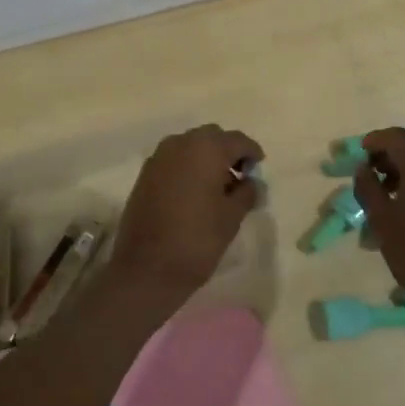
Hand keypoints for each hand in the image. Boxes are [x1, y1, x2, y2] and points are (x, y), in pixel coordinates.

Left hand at [111, 124, 263, 307]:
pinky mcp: (145, 173)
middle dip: (228, 152)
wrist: (146, 267)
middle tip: (239, 178)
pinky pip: (174, 160)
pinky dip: (188, 167)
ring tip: (217, 188)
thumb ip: (246, 192)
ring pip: (191, 146)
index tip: (259, 170)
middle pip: (212, 137)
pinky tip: (195, 193)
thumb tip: (251, 182)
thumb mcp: (232, 217)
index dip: (252, 153)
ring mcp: (159, 157)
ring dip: (206, 159)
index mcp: (206, 149)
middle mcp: (181, 143)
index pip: (237, 140)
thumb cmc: (197, 239)